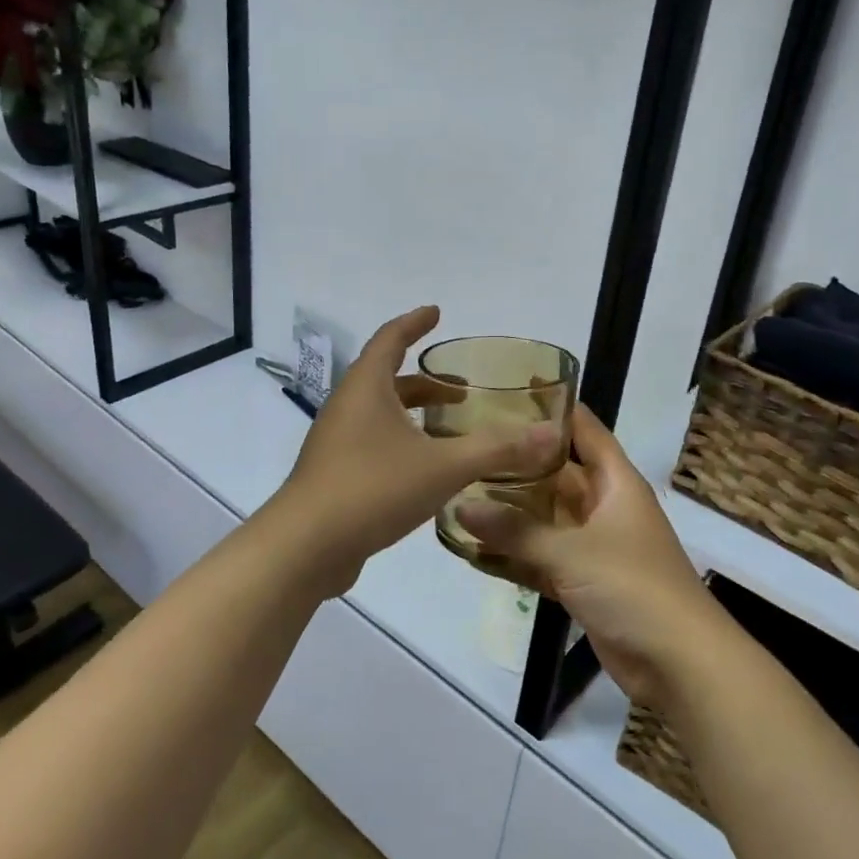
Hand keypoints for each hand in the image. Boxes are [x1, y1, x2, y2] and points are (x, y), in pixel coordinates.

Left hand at [267, 306, 562, 597]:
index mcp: (366, 387)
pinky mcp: (334, 472)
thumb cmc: (373, 488)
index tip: (436, 313)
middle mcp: (346, 406)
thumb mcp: (443, 466)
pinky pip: (372, 442)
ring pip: (380, 413)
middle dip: (426, 381)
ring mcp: (336, 441)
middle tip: (462, 390)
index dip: (415, 323)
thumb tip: (551, 433)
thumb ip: (497, 449)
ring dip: (413, 414)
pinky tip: (424, 470)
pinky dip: (401, 442)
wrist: (306, 546)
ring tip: (449, 430)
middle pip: (387, 378)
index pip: (390, 338)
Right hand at [459, 405, 725, 709]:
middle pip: (555, 474)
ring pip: (544, 519)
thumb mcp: (571, 552)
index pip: (584, 430)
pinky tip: (472, 552)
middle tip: (468, 445)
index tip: (512, 386)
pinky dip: (514, 556)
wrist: (680, 664)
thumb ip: (515, 530)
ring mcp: (594, 546)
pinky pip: (541, 558)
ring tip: (458, 496)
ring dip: (509, 514)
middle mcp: (604, 507)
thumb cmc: (634, 587)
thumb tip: (460, 506)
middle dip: (516, 463)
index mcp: (615, 484)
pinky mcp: (584, 582)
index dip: (555, 406)